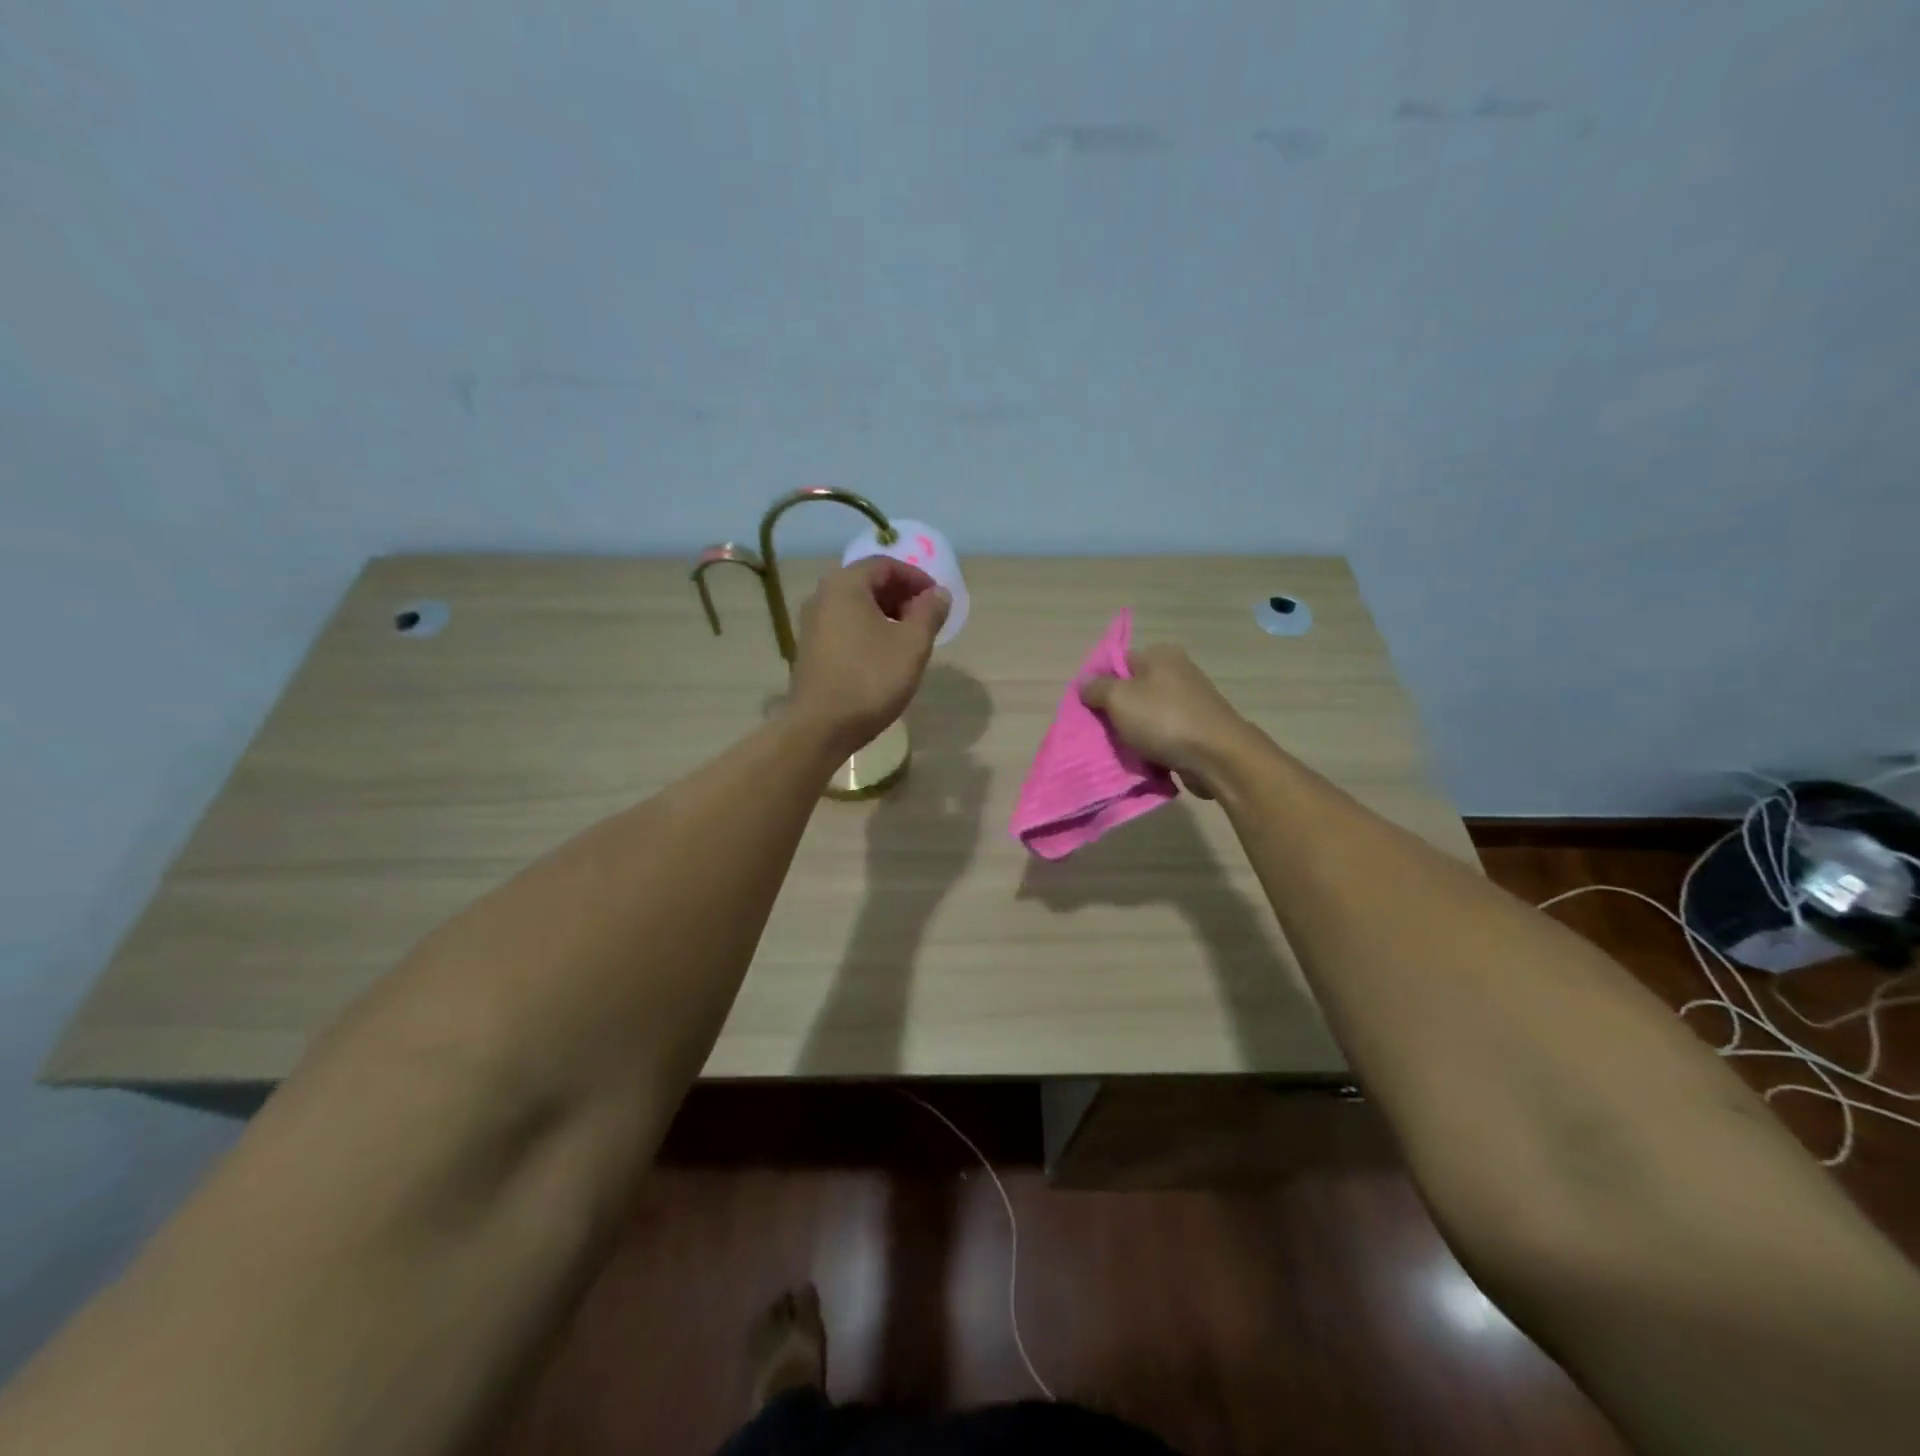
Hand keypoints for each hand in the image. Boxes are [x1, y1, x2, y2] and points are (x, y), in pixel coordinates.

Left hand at [788, 559, 949, 755]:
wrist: (821, 727)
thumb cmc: (871, 679)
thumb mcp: (912, 644)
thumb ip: (929, 612)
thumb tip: (938, 593)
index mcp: (845, 585)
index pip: (885, 565)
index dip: (916, 578)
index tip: (938, 599)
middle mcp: (823, 596)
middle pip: (868, 583)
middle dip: (902, 596)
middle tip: (926, 619)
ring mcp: (812, 624)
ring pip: (856, 606)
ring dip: (886, 614)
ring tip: (910, 638)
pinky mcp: (810, 649)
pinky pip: (845, 626)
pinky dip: (869, 630)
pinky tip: (885, 655)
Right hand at [1080, 644, 1252, 797]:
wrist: (1217, 756)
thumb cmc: (1164, 720)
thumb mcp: (1118, 699)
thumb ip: (1096, 688)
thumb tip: (1085, 682)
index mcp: (1160, 654)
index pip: (1119, 662)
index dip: (1100, 684)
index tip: (1090, 708)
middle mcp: (1178, 670)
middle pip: (1134, 688)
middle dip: (1117, 710)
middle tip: (1102, 730)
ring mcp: (1192, 699)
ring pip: (1149, 713)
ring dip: (1135, 730)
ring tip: (1122, 748)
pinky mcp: (1199, 726)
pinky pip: (1166, 732)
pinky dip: (1154, 743)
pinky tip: (1145, 756)